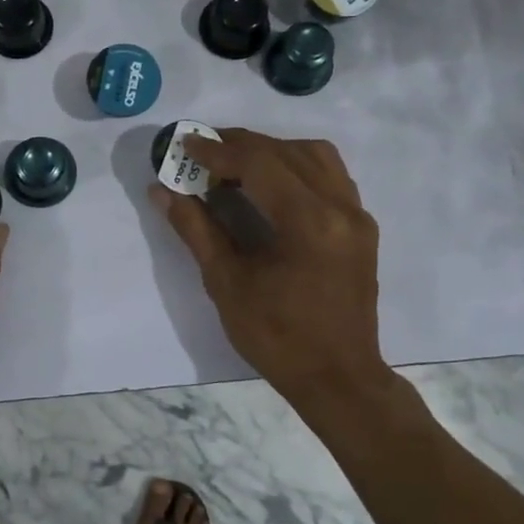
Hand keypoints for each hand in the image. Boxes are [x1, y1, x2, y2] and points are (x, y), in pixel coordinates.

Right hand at [149, 129, 389, 413]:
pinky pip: (330, 176)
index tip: (184, 145)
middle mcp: (341, 208)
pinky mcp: (361, 227)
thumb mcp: (226, 283)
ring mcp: (357, 216)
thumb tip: (162, 190)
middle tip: (201, 150)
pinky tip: (270, 183)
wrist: (337, 378)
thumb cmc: (277, 337)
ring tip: (235, 163)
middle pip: (287, 152)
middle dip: (240, 145)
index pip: (259, 164)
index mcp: (309, 222)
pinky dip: (296, 166)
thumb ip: (196, 229)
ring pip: (315, 156)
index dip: (218, 151)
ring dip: (272, 150)